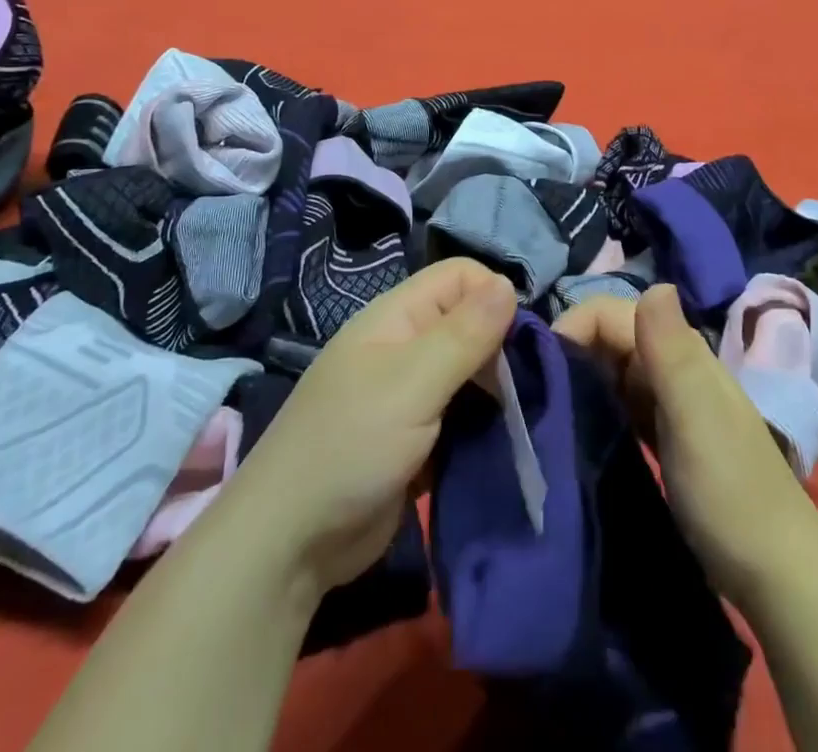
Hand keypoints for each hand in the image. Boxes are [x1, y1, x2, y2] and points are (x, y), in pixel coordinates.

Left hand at [221, 257, 516, 604]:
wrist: (291, 541)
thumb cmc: (351, 444)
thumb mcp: (413, 383)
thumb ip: (464, 333)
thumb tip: (508, 283)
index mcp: (398, 316)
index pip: (461, 277)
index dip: (494, 297)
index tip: (521, 343)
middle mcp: (406, 345)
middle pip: (470, 323)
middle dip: (502, 349)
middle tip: (526, 391)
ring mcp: (410, 393)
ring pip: (470, 371)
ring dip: (496, 391)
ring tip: (523, 420)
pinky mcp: (417, 437)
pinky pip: (462, 415)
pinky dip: (483, 425)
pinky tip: (506, 444)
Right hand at [555, 284, 805, 608]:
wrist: (778, 577)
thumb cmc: (731, 493)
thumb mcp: (697, 417)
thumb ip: (673, 350)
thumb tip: (655, 282)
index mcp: (680, 351)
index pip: (610, 312)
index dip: (572, 327)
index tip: (538, 369)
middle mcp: (672, 365)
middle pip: (608, 337)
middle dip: (569, 353)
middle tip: (534, 393)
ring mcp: (669, 402)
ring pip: (610, 370)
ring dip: (578, 380)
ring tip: (545, 410)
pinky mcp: (662, 435)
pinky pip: (618, 403)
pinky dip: (595, 407)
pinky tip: (575, 428)